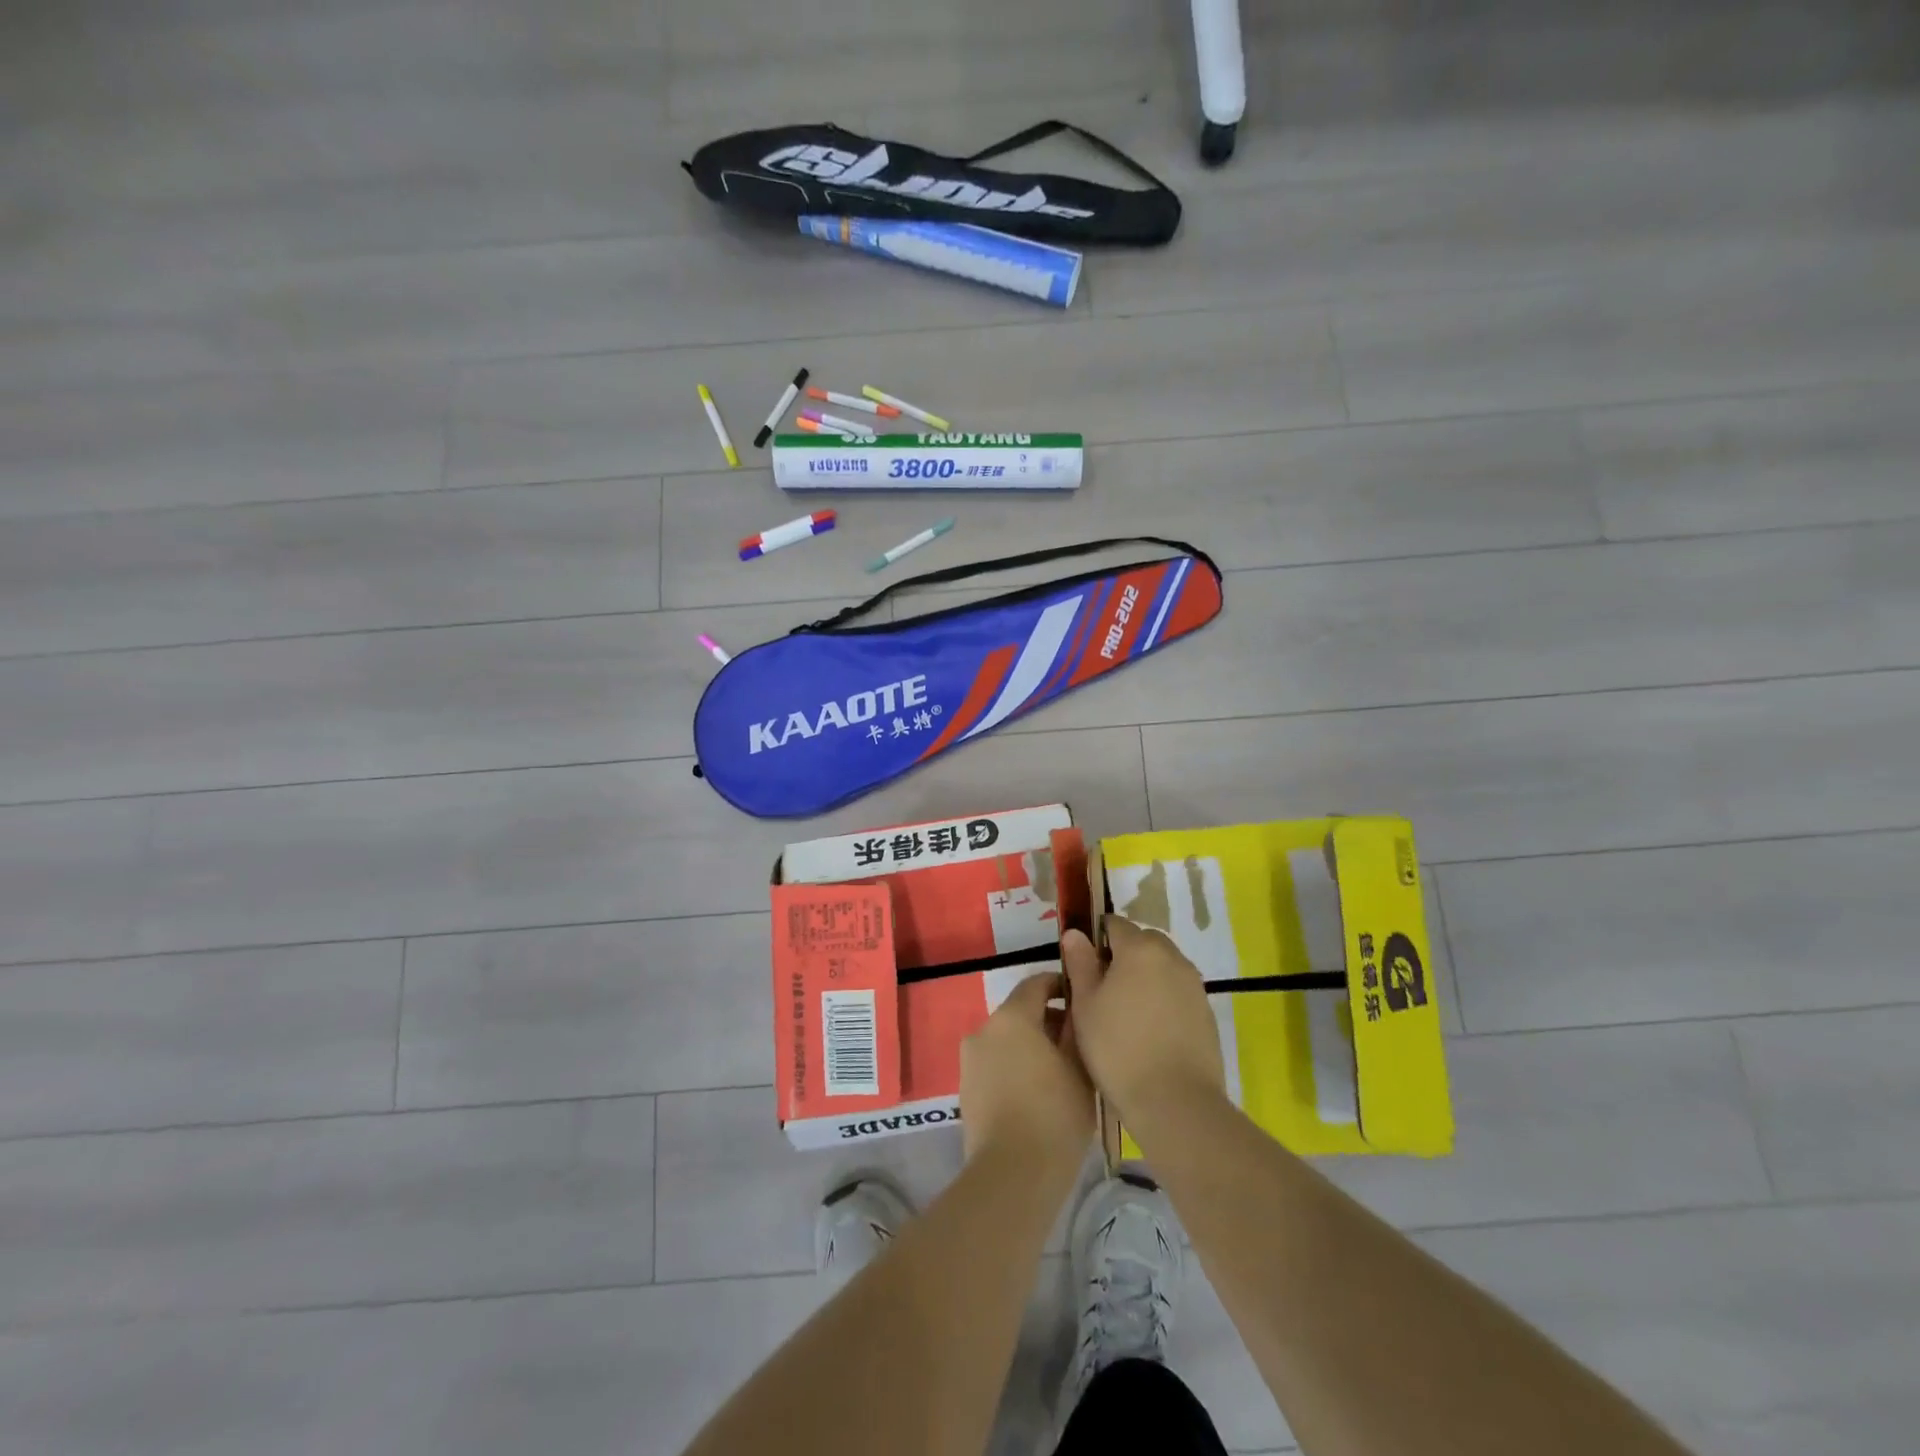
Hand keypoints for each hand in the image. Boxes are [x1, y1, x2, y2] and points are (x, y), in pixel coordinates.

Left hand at [959, 972, 1092, 1165]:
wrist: (1012, 1176)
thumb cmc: (1054, 1116)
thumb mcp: (1080, 1069)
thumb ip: (1075, 1029)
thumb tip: (1074, 1008)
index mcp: (1011, 1017)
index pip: (1035, 983)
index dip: (1060, 986)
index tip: (1082, 999)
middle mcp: (984, 1029)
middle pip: (1019, 1012)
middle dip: (1048, 1021)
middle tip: (1078, 1044)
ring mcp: (970, 1060)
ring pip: (1006, 1040)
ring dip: (1031, 1046)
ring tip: (1061, 1073)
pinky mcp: (966, 1088)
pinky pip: (995, 1064)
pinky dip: (1015, 1067)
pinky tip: (1038, 1095)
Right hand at [1061, 917, 1223, 1116]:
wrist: (1175, 1102)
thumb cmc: (1118, 1048)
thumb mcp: (1085, 1005)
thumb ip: (1080, 963)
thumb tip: (1075, 934)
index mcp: (1140, 948)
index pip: (1114, 924)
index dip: (1096, 938)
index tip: (1083, 964)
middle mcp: (1172, 957)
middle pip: (1143, 942)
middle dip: (1123, 955)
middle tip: (1102, 989)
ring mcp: (1194, 985)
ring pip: (1163, 966)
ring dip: (1145, 976)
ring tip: (1125, 1012)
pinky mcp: (1206, 1012)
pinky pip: (1178, 991)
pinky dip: (1162, 999)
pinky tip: (1149, 1030)